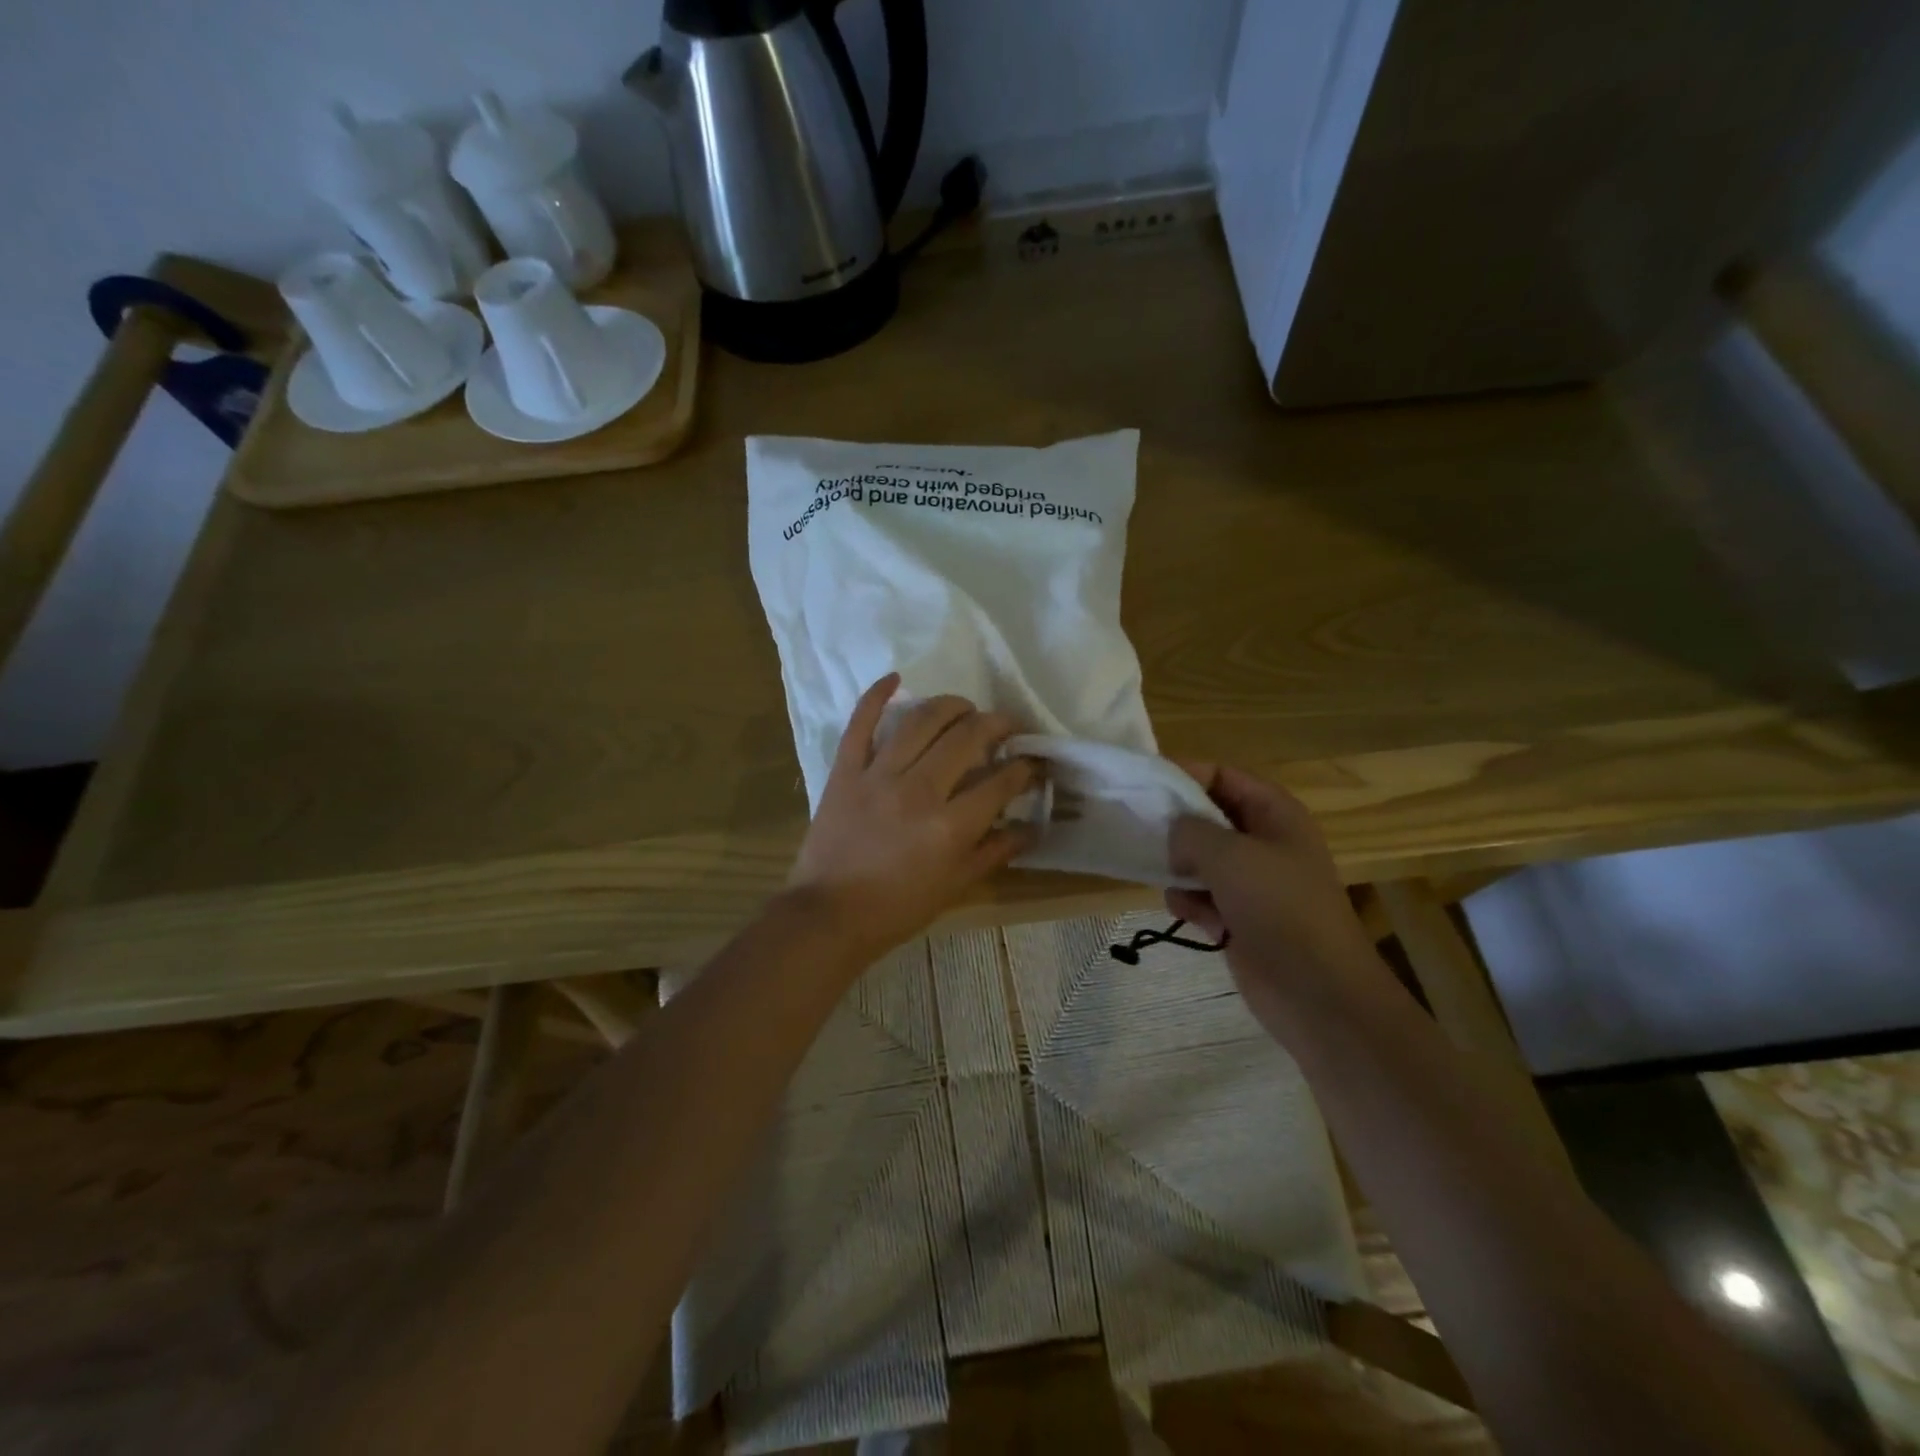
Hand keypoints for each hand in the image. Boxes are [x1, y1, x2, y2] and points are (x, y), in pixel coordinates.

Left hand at [788, 675, 1038, 963]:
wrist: (830, 915)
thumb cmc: (898, 907)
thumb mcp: (956, 885)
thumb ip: (996, 850)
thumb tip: (1034, 827)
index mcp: (951, 825)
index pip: (1002, 780)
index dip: (1026, 766)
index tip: (1033, 761)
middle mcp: (919, 790)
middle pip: (967, 737)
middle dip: (997, 724)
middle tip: (1006, 727)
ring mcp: (878, 775)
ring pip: (921, 720)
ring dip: (951, 705)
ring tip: (966, 708)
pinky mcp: (845, 770)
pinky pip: (860, 723)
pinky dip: (876, 695)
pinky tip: (896, 678)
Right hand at [1166, 765, 1388, 1037]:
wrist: (1317, 990)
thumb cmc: (1278, 908)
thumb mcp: (1229, 855)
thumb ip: (1190, 830)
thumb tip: (1174, 833)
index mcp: (1274, 814)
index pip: (1223, 775)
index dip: (1185, 775)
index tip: (1145, 786)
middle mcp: (1264, 842)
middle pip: (1207, 818)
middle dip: (1177, 827)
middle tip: (1142, 833)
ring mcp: (1253, 883)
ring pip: (1199, 860)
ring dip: (1181, 871)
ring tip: (1177, 885)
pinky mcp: (1241, 918)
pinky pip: (1202, 897)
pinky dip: (1193, 904)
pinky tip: (1197, 919)